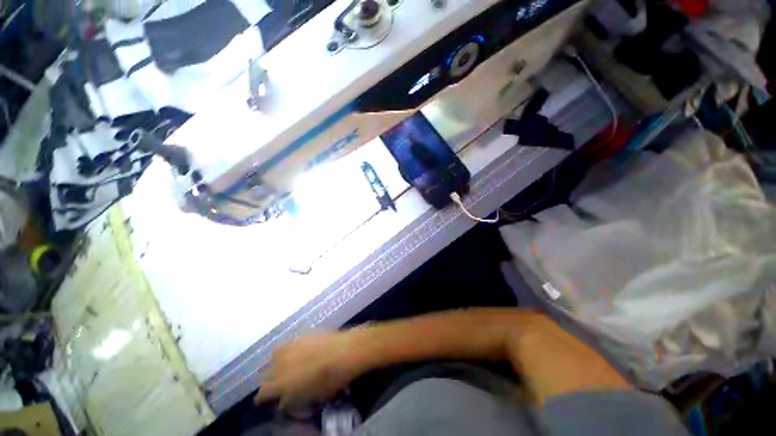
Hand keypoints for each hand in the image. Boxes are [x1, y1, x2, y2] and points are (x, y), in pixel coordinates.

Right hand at [254, 330, 364, 407]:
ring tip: (286, 365)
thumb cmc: (330, 379)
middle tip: (279, 383)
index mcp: (281, 383)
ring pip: (274, 355)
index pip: (262, 393)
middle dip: (269, 379)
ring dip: (277, 362)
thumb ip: (292, 399)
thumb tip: (284, 400)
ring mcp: (290, 346)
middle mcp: (280, 363)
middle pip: (265, 373)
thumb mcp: (311, 398)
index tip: (267, 400)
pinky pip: (288, 343)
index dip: (264, 398)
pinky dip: (289, 349)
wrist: (345, 351)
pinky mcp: (301, 334)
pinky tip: (298, 351)